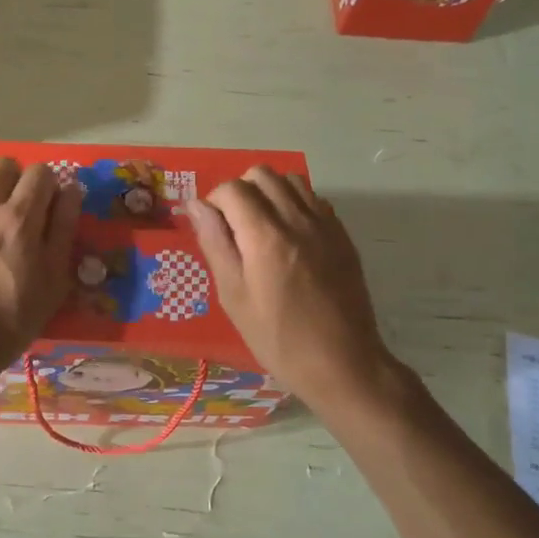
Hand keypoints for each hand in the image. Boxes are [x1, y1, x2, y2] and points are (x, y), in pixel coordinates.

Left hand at [0, 159, 80, 374]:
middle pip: (3, 165)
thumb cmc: (10, 322)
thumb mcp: (53, 283)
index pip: (41, 173)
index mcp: (21, 219)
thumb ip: (63, 231)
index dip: (48, 185)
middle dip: (16, 179)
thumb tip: (71, 190)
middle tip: (16, 206)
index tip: (47, 205)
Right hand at [185, 168, 404, 412]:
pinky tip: (289, 237)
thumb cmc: (277, 337)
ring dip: (269, 193)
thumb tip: (196, 206)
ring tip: (260, 227)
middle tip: (233, 226)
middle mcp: (297, 219)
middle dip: (240, 191)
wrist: (342, 363)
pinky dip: (295, 204)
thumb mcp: (233, 296)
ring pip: (291, 181)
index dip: (213, 202)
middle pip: (262, 175)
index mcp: (265, 236)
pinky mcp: (342, 236)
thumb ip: (215, 243)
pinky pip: (314, 199)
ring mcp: (325, 225)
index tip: (210, 228)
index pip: (232, 189)